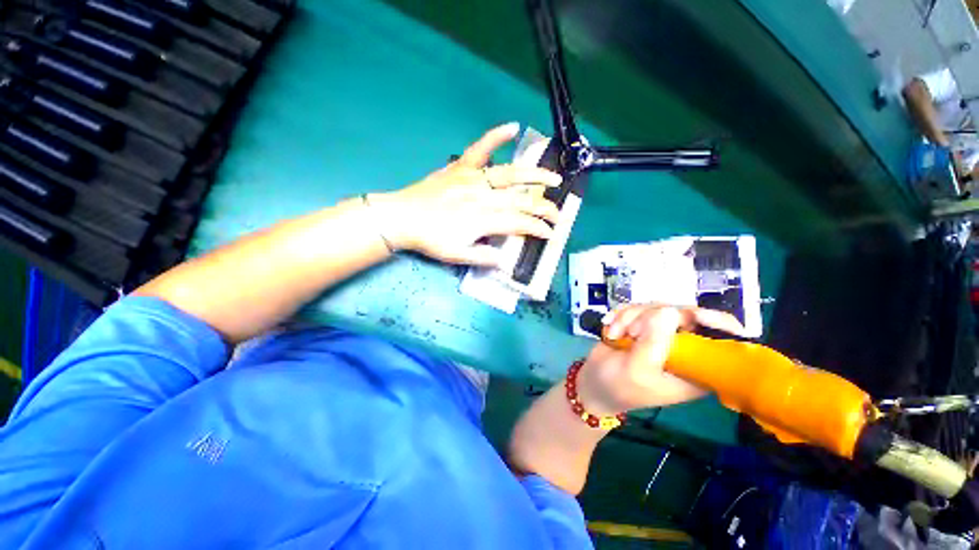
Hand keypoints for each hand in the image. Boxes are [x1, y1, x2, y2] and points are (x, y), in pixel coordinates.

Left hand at [370, 123, 561, 265]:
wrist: (402, 218)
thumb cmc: (430, 239)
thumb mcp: (458, 256)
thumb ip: (484, 256)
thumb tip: (506, 260)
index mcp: (483, 219)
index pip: (520, 223)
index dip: (538, 229)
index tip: (550, 234)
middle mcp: (483, 196)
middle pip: (522, 200)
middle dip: (544, 208)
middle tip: (559, 214)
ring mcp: (473, 178)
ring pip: (511, 175)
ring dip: (535, 176)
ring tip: (554, 179)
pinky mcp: (461, 167)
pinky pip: (480, 148)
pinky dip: (496, 136)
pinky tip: (512, 126)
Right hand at [576, 304, 746, 413]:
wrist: (594, 382)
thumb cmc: (619, 386)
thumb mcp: (637, 370)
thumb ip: (653, 343)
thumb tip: (669, 311)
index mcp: (696, 366)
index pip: (723, 339)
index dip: (715, 322)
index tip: (692, 315)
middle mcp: (684, 347)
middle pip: (683, 313)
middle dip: (649, 317)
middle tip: (630, 332)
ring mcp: (662, 334)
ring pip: (656, 307)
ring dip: (629, 317)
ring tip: (614, 334)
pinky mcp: (643, 325)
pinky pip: (637, 307)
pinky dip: (620, 315)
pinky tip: (609, 327)